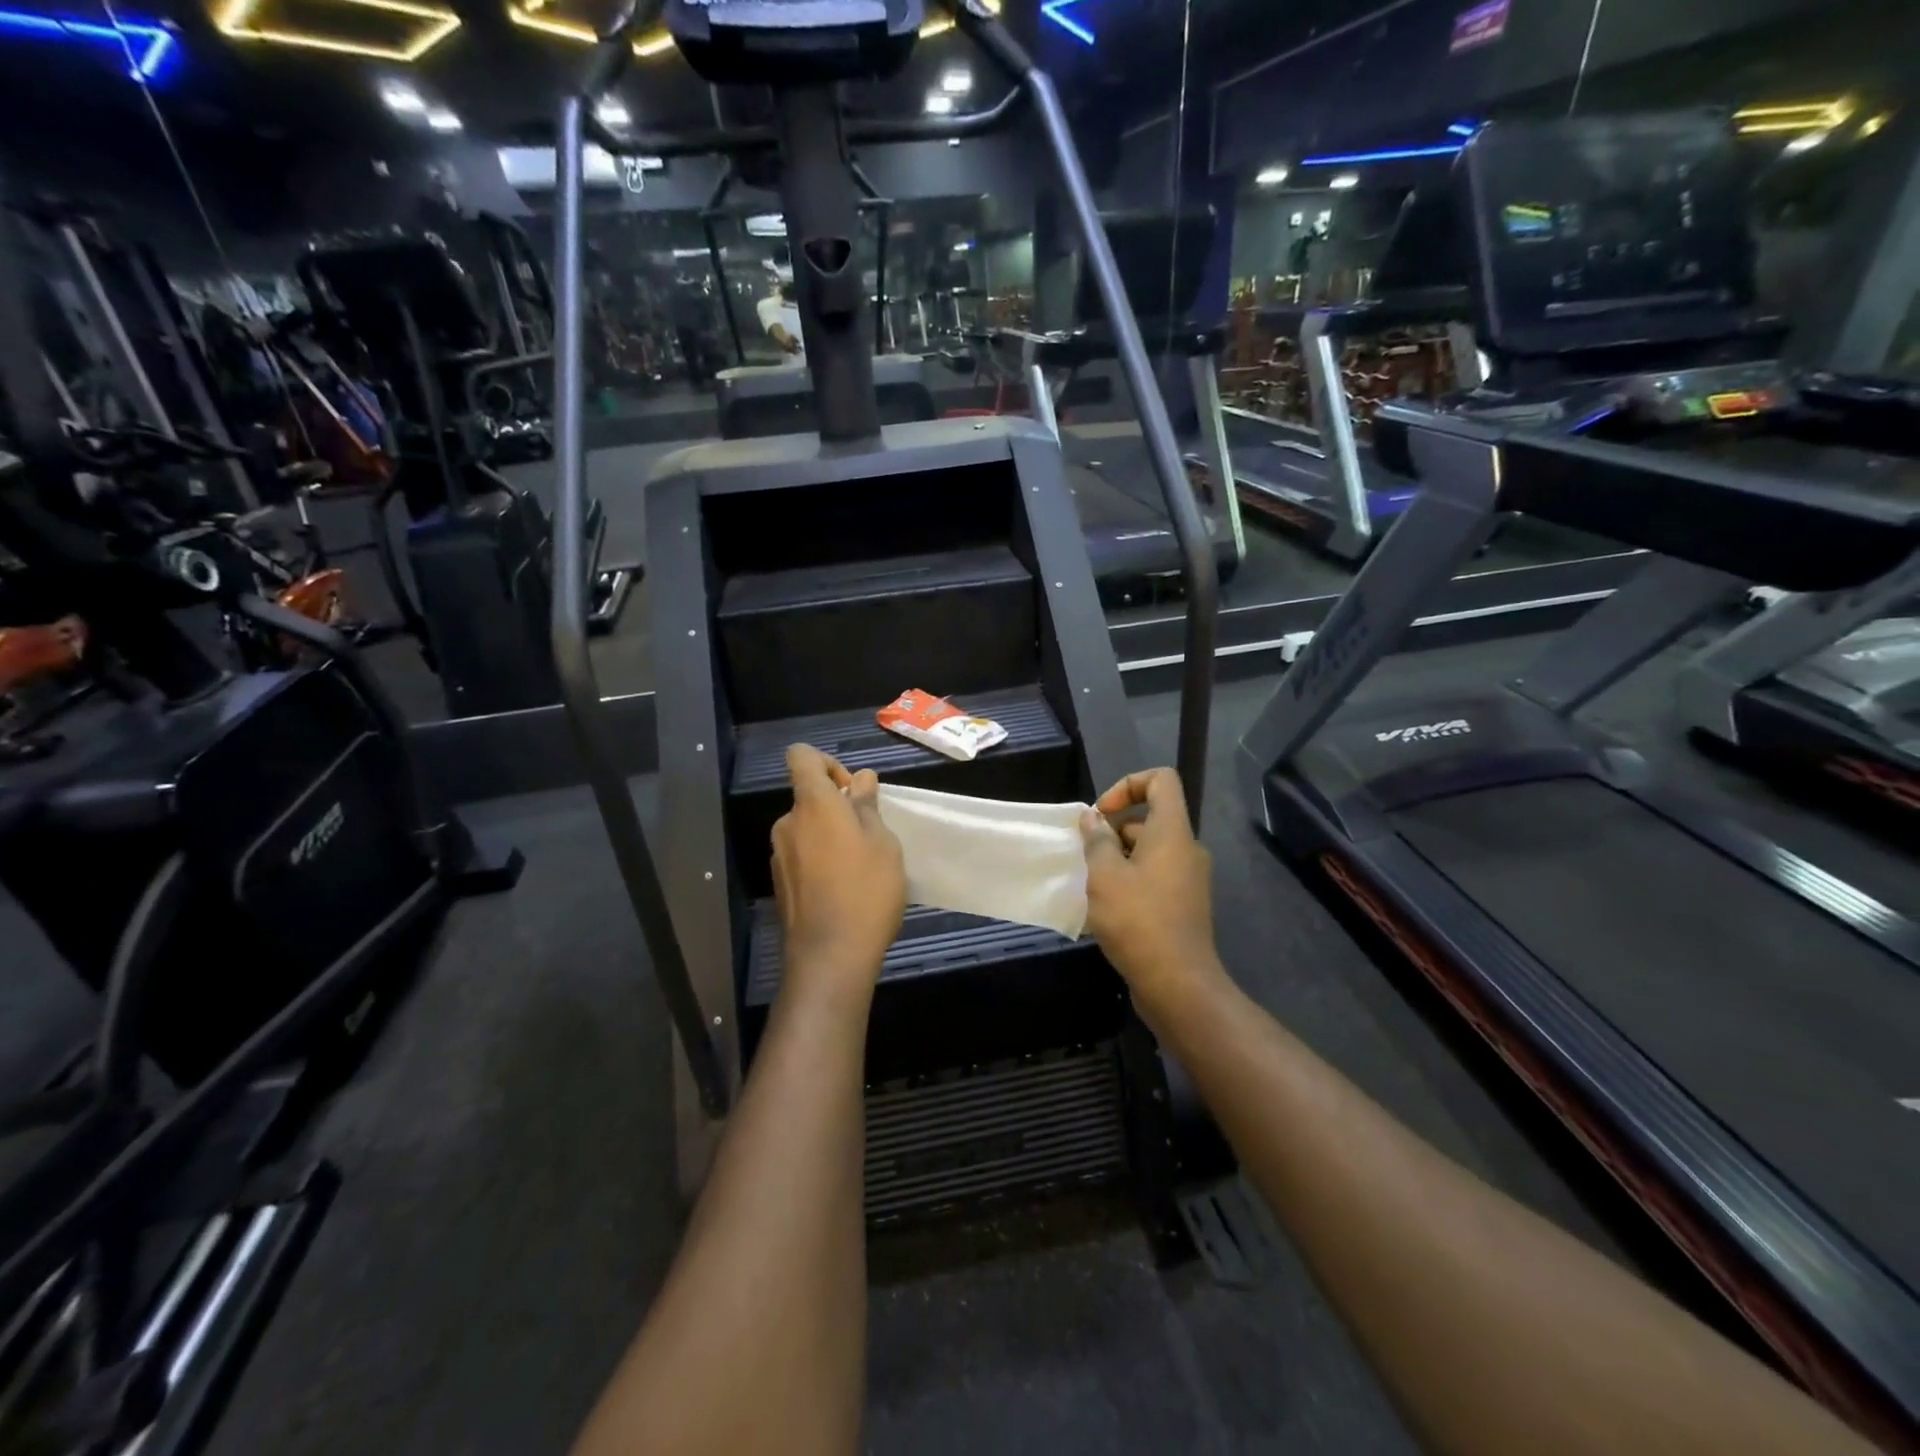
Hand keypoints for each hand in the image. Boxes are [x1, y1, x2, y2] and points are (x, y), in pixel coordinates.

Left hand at [771, 745, 905, 1000]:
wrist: (830, 957)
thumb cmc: (866, 891)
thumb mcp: (883, 843)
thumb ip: (867, 806)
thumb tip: (861, 780)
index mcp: (812, 805)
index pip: (801, 757)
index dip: (826, 762)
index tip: (851, 790)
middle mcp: (788, 824)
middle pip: (808, 797)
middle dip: (836, 807)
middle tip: (870, 835)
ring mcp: (779, 855)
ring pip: (806, 829)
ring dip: (829, 836)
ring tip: (860, 867)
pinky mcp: (779, 883)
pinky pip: (801, 856)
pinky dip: (819, 860)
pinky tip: (843, 889)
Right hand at [1080, 769, 1218, 1007]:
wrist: (1178, 984)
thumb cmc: (1138, 921)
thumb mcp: (1105, 876)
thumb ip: (1097, 841)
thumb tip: (1092, 818)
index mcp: (1172, 832)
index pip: (1162, 780)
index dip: (1128, 784)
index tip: (1101, 814)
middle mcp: (1186, 849)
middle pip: (1151, 818)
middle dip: (1114, 830)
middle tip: (1086, 855)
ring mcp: (1188, 879)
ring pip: (1150, 851)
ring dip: (1118, 858)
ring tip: (1091, 884)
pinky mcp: (1184, 905)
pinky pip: (1155, 877)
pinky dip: (1131, 881)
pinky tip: (1106, 908)